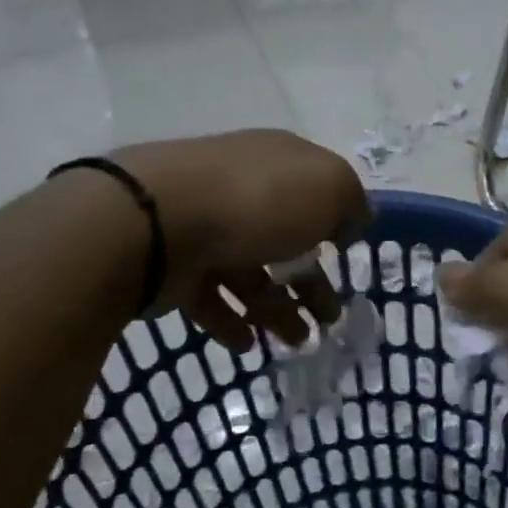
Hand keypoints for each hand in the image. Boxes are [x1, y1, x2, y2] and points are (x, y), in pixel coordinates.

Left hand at [111, 131, 369, 350]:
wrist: (157, 219)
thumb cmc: (258, 200)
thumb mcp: (330, 187)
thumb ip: (351, 204)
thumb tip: (348, 224)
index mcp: (278, 163)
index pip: (314, 192)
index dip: (333, 225)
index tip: (345, 259)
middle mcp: (241, 190)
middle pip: (284, 240)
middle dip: (310, 283)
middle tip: (328, 319)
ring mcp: (203, 226)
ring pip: (250, 273)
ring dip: (277, 310)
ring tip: (295, 342)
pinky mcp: (174, 264)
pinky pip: (210, 296)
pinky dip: (231, 321)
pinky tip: (247, 343)